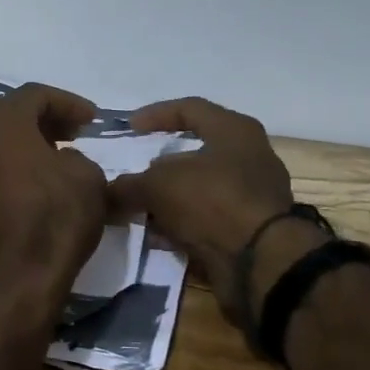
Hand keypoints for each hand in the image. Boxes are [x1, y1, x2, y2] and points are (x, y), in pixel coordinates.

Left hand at [0, 83, 108, 293]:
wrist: (16, 279)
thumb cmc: (55, 218)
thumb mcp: (88, 177)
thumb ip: (76, 157)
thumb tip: (62, 162)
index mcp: (1, 124)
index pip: (34, 95)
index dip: (67, 102)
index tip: (92, 120)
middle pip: (8, 117)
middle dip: (43, 121)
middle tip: (73, 134)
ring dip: (23, 147)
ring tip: (54, 162)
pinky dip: (8, 172)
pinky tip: (32, 190)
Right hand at [108, 97, 309, 326]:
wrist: (261, 262)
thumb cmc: (212, 200)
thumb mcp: (157, 185)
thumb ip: (128, 185)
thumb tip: (108, 193)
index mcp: (234, 131)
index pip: (190, 108)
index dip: (155, 115)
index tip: (129, 127)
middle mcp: (250, 157)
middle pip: (197, 151)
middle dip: (162, 164)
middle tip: (135, 171)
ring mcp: (255, 196)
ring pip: (201, 189)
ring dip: (170, 198)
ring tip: (140, 209)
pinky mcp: (253, 230)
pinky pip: (209, 219)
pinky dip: (184, 224)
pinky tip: (159, 236)